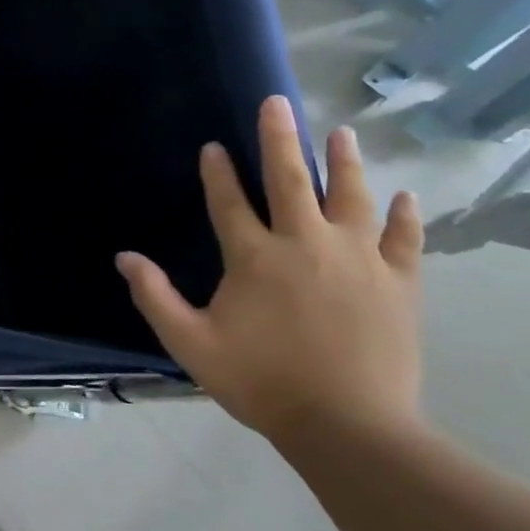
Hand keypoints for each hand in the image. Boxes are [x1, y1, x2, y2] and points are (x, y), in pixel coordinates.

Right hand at [115, 95, 424, 446]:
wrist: (349, 427)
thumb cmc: (261, 381)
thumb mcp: (190, 342)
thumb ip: (155, 296)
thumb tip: (124, 256)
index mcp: (254, 257)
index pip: (229, 201)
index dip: (217, 172)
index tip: (213, 146)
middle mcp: (305, 243)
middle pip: (290, 179)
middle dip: (280, 138)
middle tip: (277, 103)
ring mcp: (358, 260)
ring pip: (351, 196)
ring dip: (344, 161)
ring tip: (340, 132)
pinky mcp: (398, 283)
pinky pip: (404, 238)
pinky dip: (405, 215)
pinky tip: (405, 195)